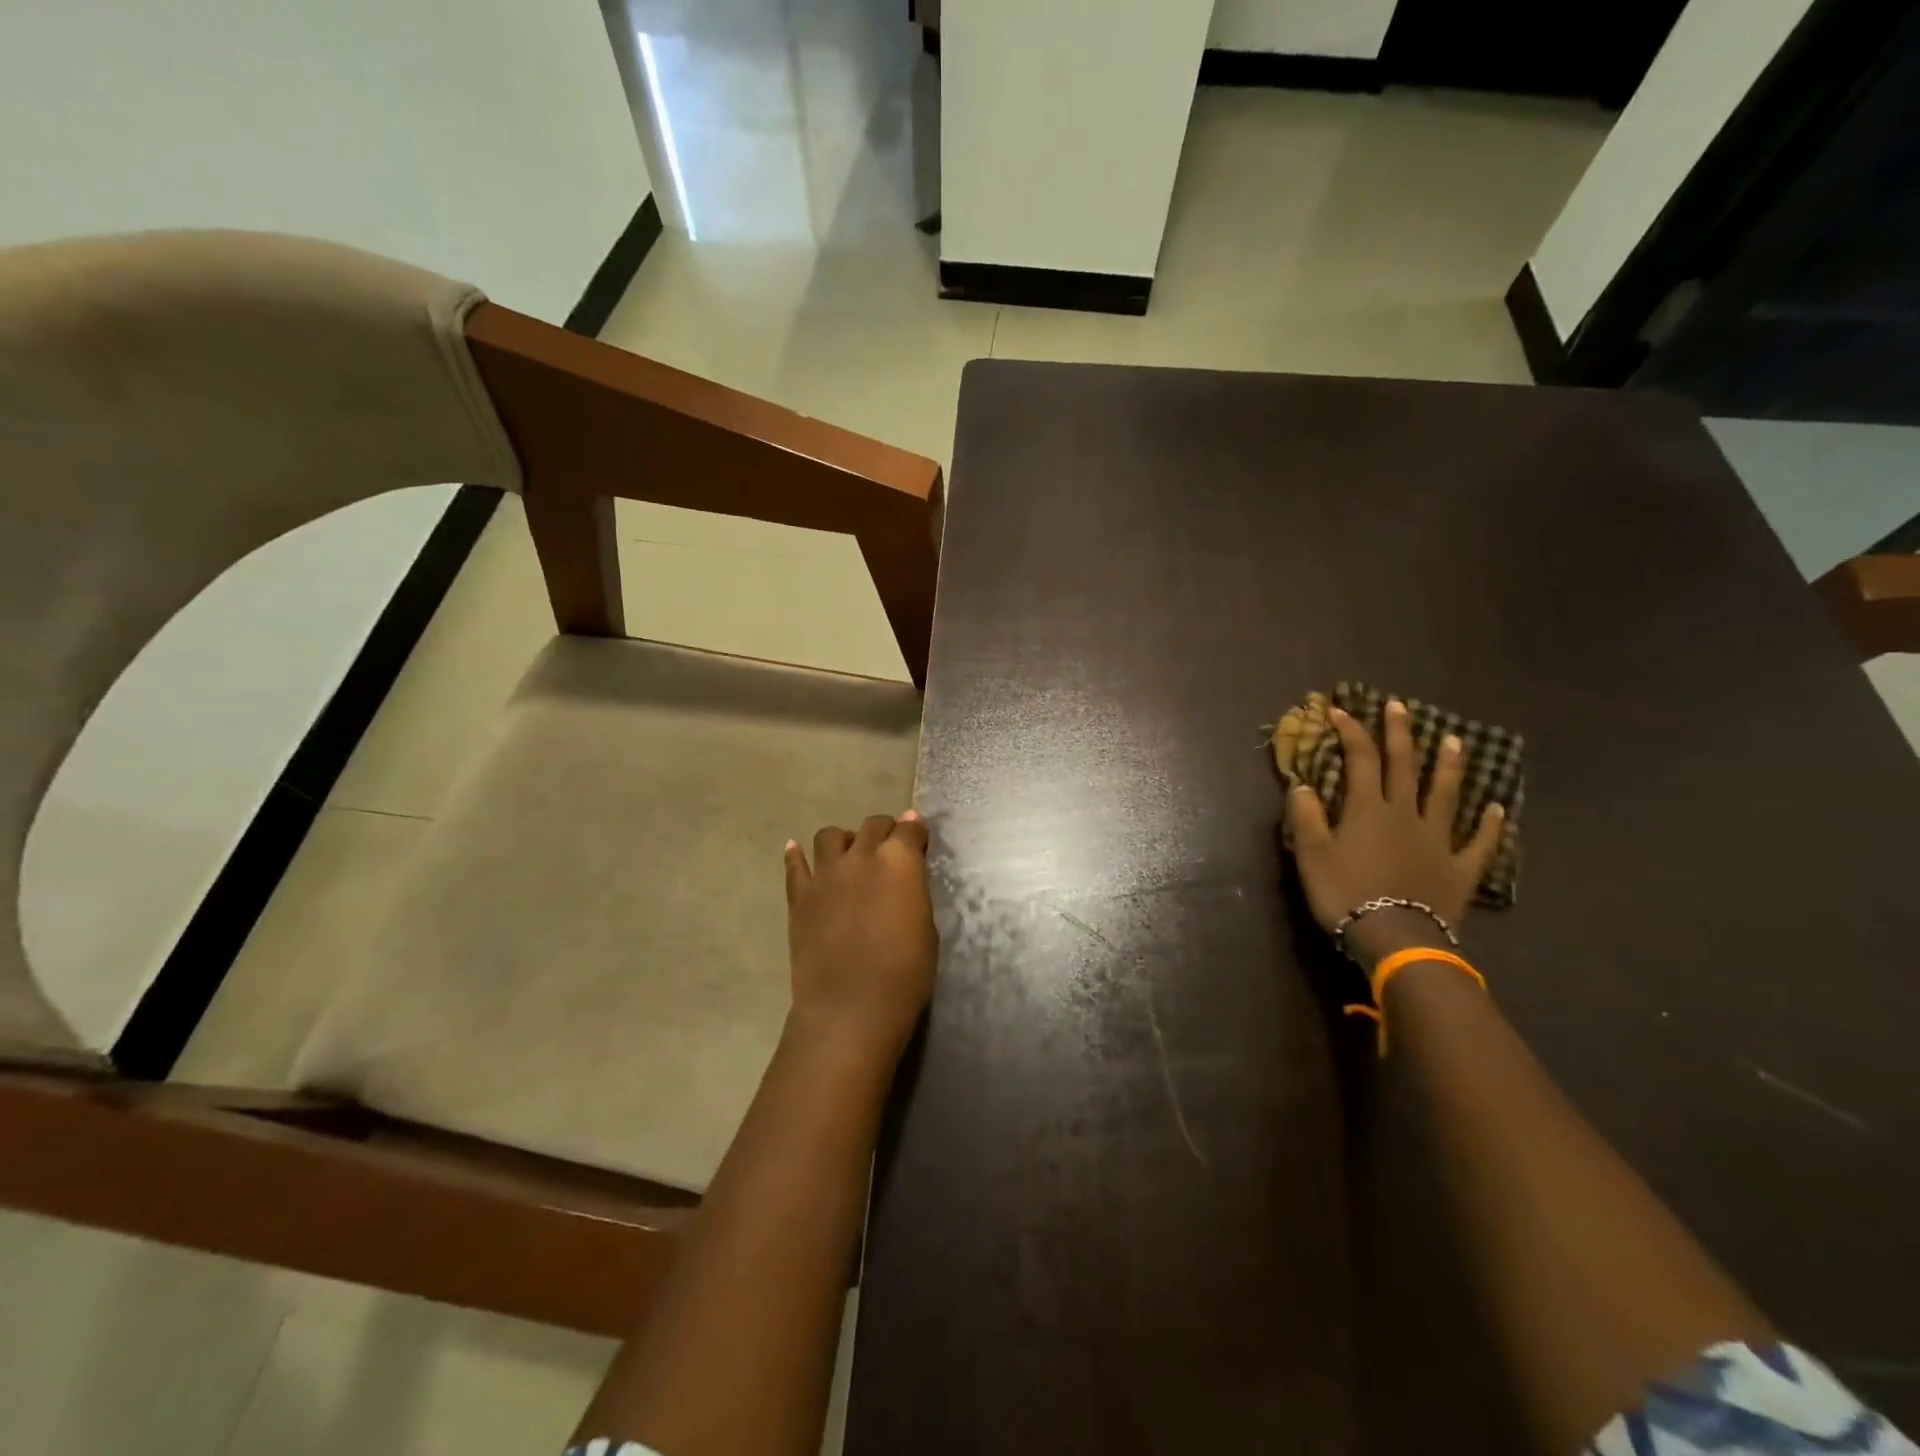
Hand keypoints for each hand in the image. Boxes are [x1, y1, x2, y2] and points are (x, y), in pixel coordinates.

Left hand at [783, 812, 936, 1061]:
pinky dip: (797, 855)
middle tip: (889, 847)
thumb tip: (906, 875)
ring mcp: (826, 873)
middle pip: (872, 825)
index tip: (918, 837)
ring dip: (844, 840)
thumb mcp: (925, 926)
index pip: (910, 828)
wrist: (851, 1006)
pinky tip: (796, 850)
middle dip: (884, 831)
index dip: (916, 830)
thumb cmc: (905, 972)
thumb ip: (913, 890)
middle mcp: (861, 856)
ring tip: (849, 856)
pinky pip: (795, 864)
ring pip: (830, 836)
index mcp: (899, 861)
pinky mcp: (800, 895)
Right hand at [1286, 700, 1503, 956]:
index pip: (1360, 760)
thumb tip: (1303, 785)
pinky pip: (1478, 843)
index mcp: (1367, 809)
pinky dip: (1489, 826)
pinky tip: (1496, 810)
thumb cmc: (1345, 893)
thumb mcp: (1311, 854)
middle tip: (1399, 706)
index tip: (1339, 710)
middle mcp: (1405, 814)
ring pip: (1445, 795)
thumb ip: (1306, 816)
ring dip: (1448, 766)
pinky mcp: (1459, 868)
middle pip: (1404, 766)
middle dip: (1399, 734)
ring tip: (1454, 740)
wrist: (1395, 937)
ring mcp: (1437, 840)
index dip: (1351, 732)